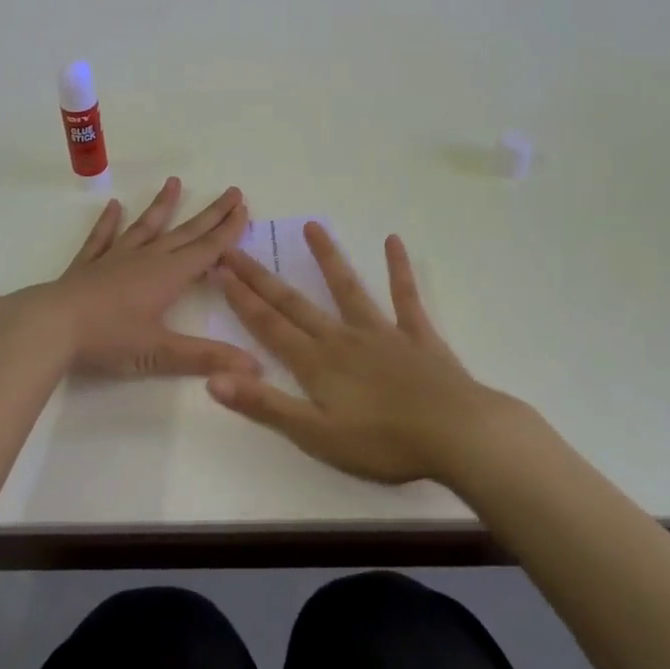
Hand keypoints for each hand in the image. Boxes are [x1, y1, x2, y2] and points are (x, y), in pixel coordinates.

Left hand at [23, 178, 259, 378]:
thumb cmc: (108, 338)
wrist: (51, 326)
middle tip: (231, 191)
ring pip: (145, 227)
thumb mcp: (160, 353)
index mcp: (168, 276)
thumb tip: (255, 368)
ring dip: (162, 206)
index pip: (206, 250)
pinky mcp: (87, 265)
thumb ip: (206, 357)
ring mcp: (114, 258)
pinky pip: (102, 238)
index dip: (228, 230)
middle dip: (210, 214)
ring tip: (174, 182)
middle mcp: (146, 259)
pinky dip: (109, 222)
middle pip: (185, 232)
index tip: (244, 207)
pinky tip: (114, 206)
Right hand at [207, 224, 491, 482]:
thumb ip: (265, 405)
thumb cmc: (383, 443)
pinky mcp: (417, 335)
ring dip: (327, 257)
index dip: (241, 298)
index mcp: (316, 363)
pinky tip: (394, 241)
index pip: (269, 325)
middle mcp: (342, 338)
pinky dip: (398, 269)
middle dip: (262, 276)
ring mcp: (382, 332)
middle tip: (237, 247)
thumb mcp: (315, 435)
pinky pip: (405, 296)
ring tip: (312, 225)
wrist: (456, 435)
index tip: (220, 268)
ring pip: (347, 288)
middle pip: (294, 302)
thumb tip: (213, 378)